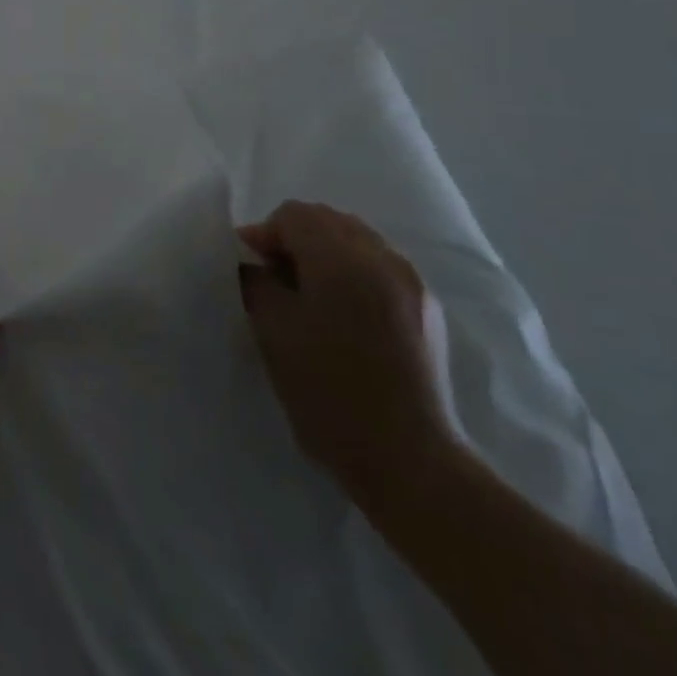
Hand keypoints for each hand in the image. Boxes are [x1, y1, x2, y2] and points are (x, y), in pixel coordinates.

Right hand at [238, 201, 454, 503]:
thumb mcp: (273, 332)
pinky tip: (343, 313)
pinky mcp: (427, 310)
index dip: (264, 234)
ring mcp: (411, 282)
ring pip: (357, 241)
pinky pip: (380, 267)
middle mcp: (382, 258)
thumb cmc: (328, 392)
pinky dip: (353, 272)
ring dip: (325, 253)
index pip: (294, 215)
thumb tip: (254, 263)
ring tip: (308, 295)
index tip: (249, 268)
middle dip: (295, 239)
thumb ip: (257, 282)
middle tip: (273, 278)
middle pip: (328, 220)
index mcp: (342, 259)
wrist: (408, 459)